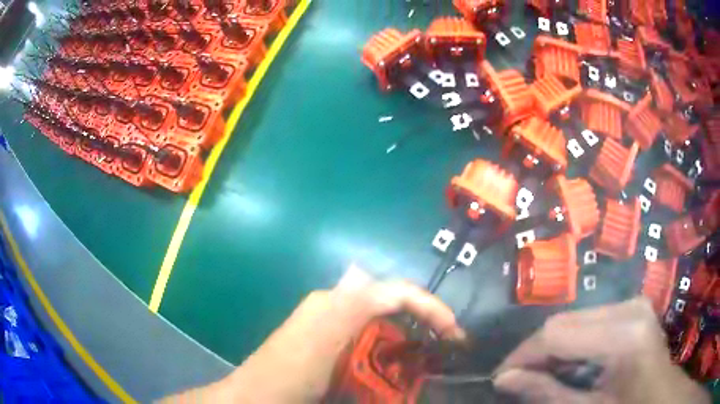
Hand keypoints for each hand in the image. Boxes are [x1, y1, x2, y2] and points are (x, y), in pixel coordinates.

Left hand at [161, 265, 464, 402]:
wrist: (256, 396)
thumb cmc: (289, 374)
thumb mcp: (322, 344)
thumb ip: (351, 311)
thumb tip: (383, 287)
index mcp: (337, 302)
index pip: (395, 291)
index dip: (430, 306)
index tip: (454, 333)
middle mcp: (335, 303)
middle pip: (391, 302)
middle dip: (424, 319)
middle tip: (446, 346)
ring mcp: (331, 320)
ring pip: (383, 318)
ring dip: (409, 333)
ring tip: (429, 355)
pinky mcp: (329, 338)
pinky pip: (369, 333)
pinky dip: (389, 344)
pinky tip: (395, 362)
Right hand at [493, 297, 709, 403]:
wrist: (660, 396)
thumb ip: (546, 393)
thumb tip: (503, 379)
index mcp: (624, 336)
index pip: (558, 334)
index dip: (523, 355)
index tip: (501, 376)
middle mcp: (629, 308)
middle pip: (565, 320)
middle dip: (536, 351)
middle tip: (518, 378)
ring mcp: (634, 302)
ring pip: (575, 317)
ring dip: (552, 346)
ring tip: (541, 373)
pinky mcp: (634, 305)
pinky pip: (590, 319)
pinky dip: (571, 341)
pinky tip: (567, 362)